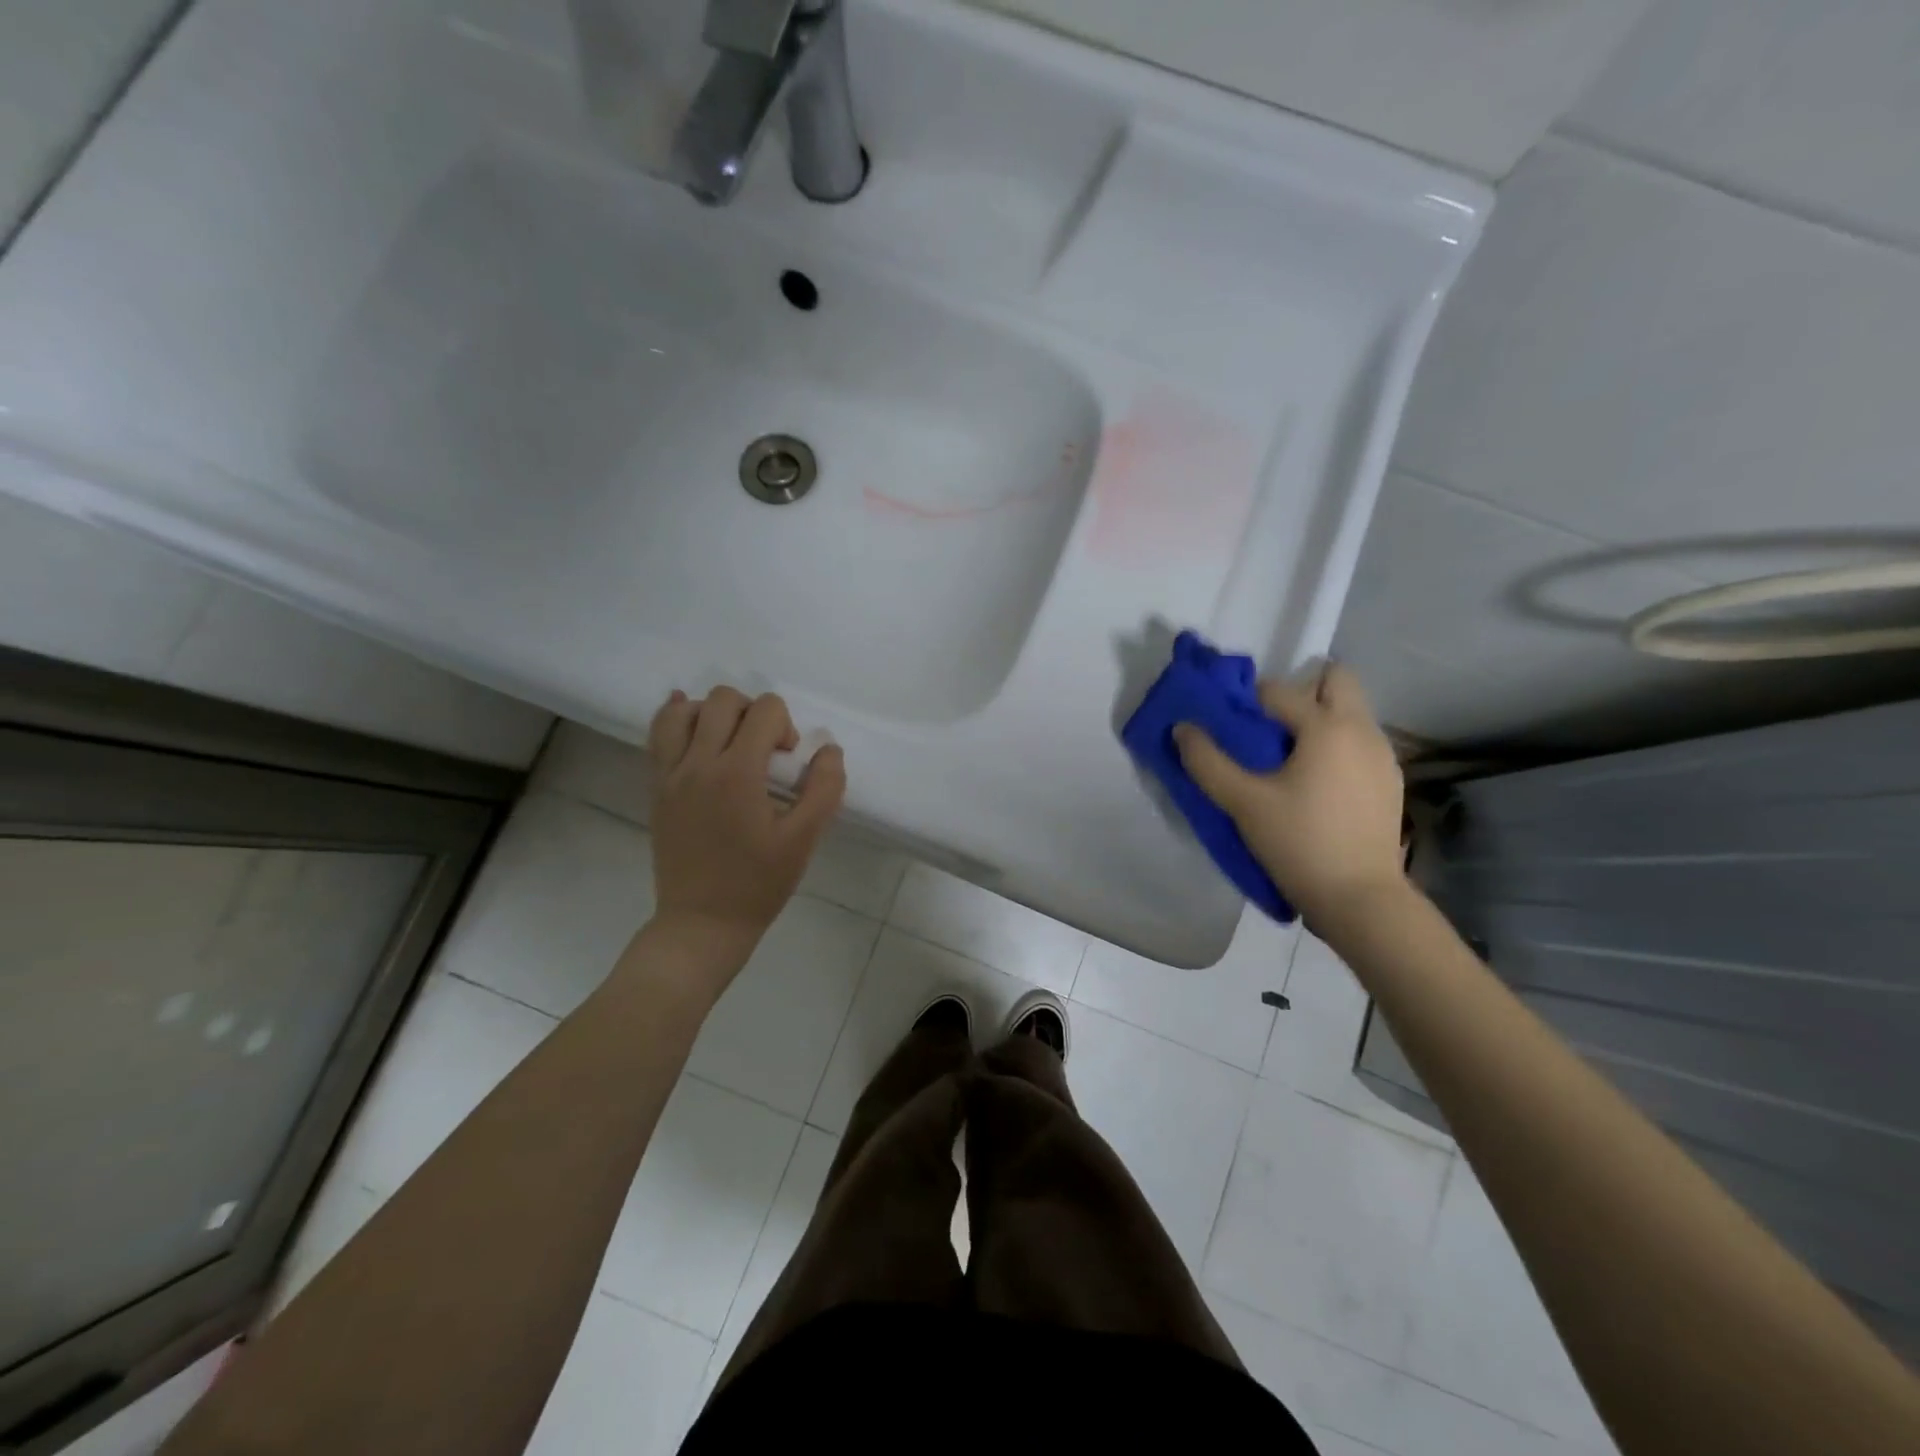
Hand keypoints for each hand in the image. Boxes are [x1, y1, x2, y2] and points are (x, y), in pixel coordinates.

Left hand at [646, 687, 846, 958]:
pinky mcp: (656, 788)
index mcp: (737, 773)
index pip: (765, 711)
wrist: (702, 923)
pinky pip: (658, 735)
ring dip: (714, 713)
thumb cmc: (758, 884)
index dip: (786, 726)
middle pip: (724, 700)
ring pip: (684, 710)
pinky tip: (694, 722)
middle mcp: (698, 763)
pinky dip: (677, 718)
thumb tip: (829, 749)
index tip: (788, 763)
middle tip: (765, 751)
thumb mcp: (804, 840)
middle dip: (754, 713)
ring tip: (731, 741)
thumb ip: (824, 788)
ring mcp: (670, 774)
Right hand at [1173, 663, 1406, 926]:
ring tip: (1287, 759)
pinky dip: (1336, 746)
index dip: (1247, 701)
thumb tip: (1182, 728)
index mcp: (1327, 727)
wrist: (1360, 900)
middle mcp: (1362, 730)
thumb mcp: (1243, 804)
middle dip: (1301, 691)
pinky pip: (1359, 742)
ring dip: (1319, 719)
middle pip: (1336, 680)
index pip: (1278, 690)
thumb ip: (1207, 762)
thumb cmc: (1299, 843)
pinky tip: (1315, 784)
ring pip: (1351, 712)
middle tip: (1269, 726)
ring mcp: (1383, 756)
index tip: (1229, 723)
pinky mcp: (1390, 782)